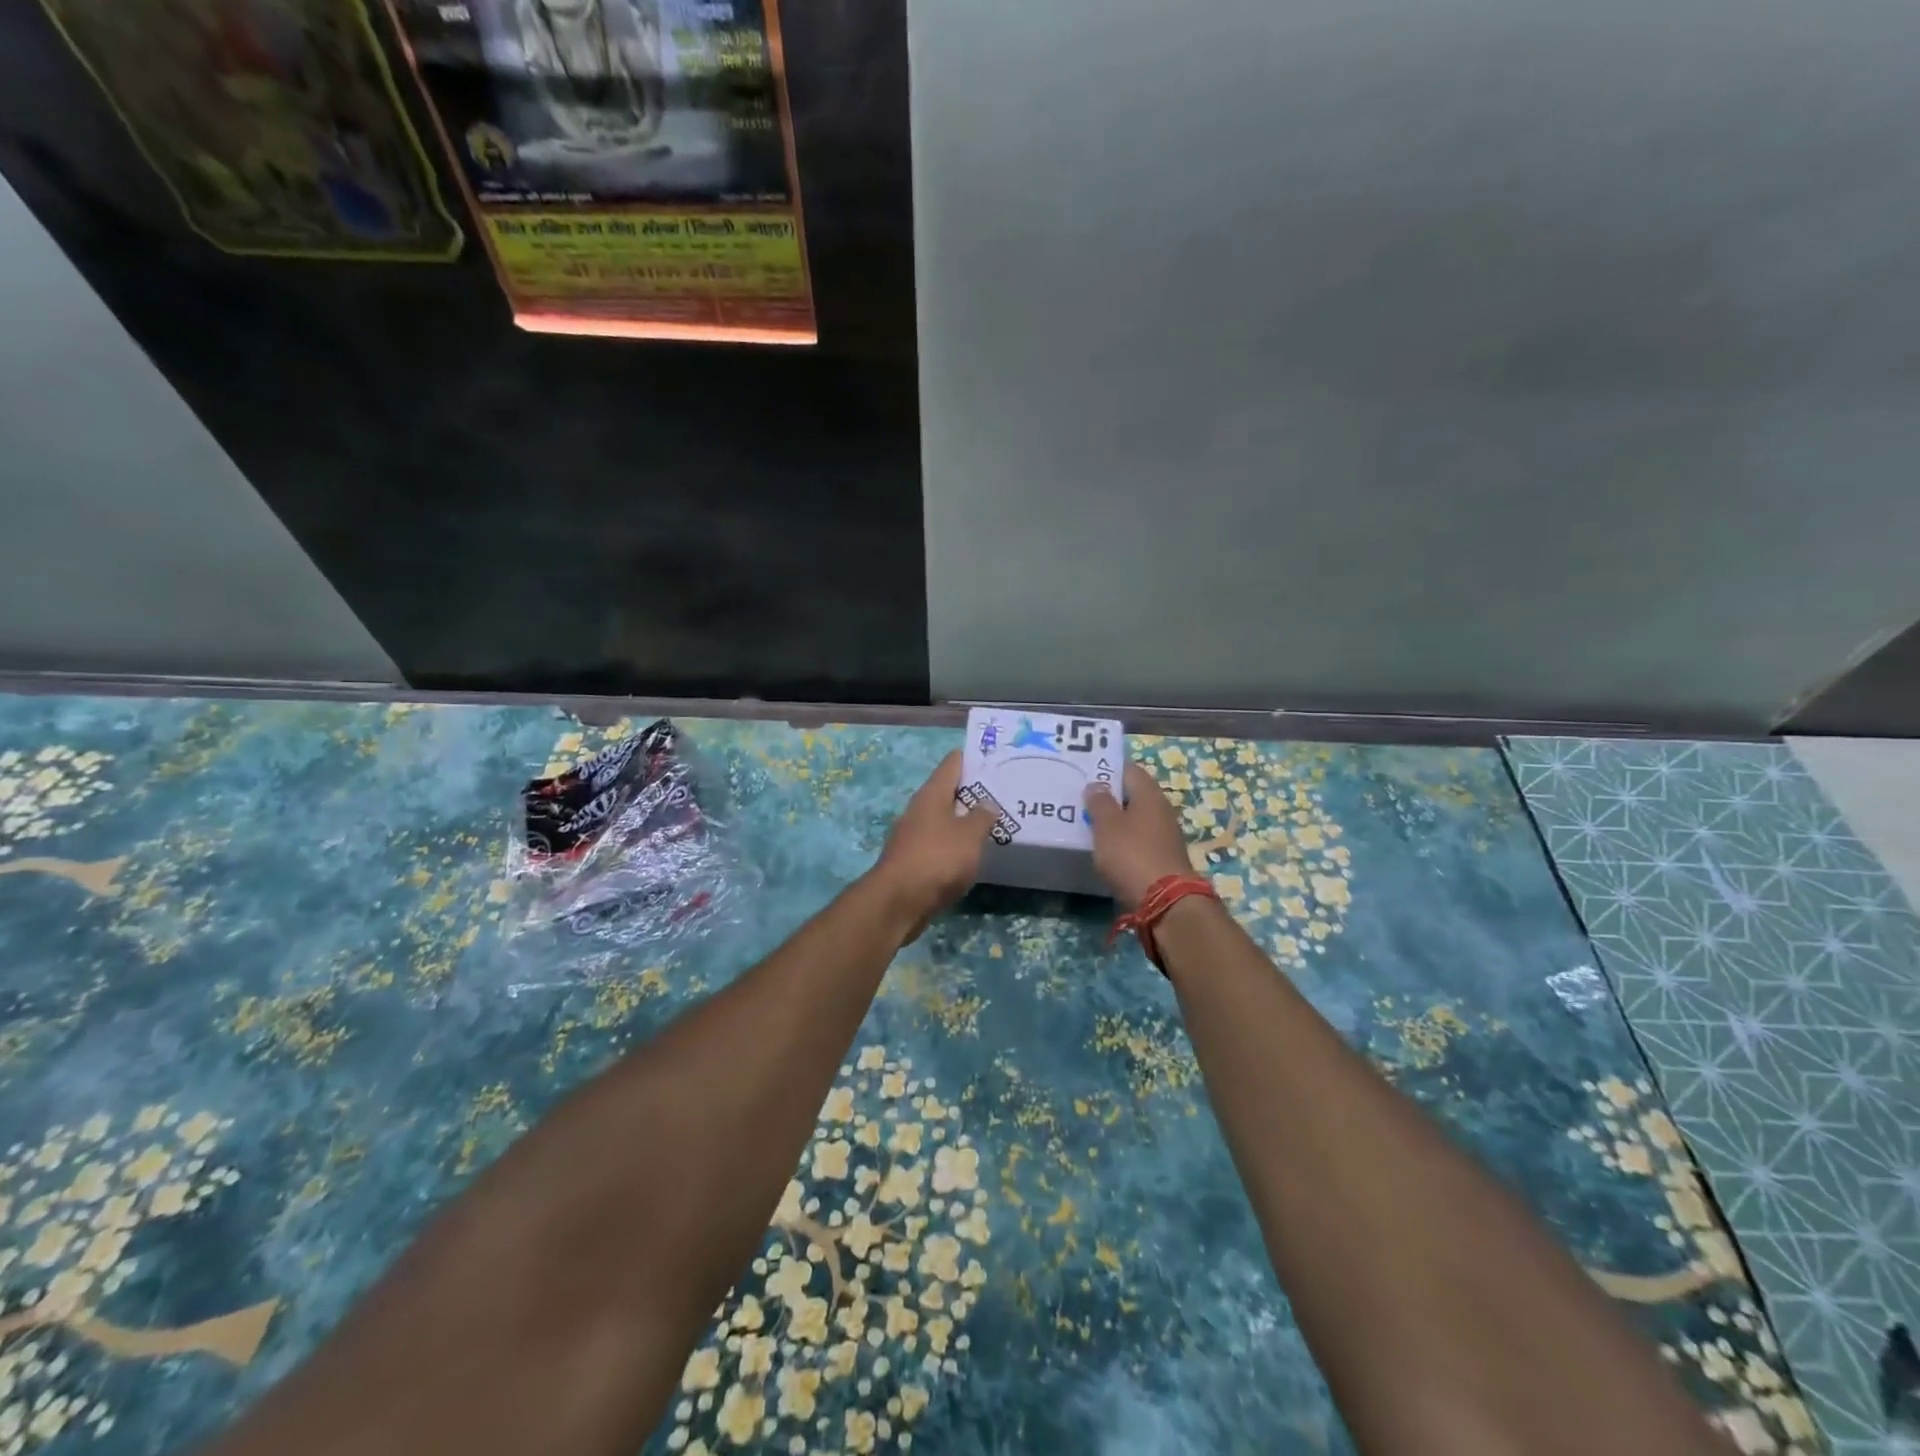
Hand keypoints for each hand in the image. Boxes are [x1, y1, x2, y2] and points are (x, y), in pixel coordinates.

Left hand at [870, 751, 996, 937]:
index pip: (953, 763)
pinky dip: (956, 845)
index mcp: (932, 794)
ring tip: (993, 825)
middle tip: (1003, 794)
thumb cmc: (937, 859)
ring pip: (944, 820)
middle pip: (948, 791)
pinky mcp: (912, 860)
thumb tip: (986, 803)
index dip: (974, 758)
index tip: (997, 759)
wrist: (898, 902)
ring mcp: (913, 835)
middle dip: (973, 792)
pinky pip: (939, 844)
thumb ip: (982, 817)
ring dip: (965, 821)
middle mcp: (919, 810)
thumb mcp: (969, 835)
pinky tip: (972, 854)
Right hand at [1083, 761, 1195, 908]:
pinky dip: (1123, 840)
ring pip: (1135, 818)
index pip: (1128, 770)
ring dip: (1116, 820)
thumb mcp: (1107, 826)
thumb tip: (1096, 785)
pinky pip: (1138, 839)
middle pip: (1133, 794)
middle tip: (1081, 799)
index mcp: (1149, 794)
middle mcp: (1161, 809)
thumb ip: (1099, 802)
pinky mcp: (1162, 857)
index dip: (1107, 768)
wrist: (1165, 901)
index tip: (1085, 772)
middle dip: (1110, 796)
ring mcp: (1165, 835)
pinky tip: (1106, 848)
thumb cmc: (1132, 855)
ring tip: (1089, 823)